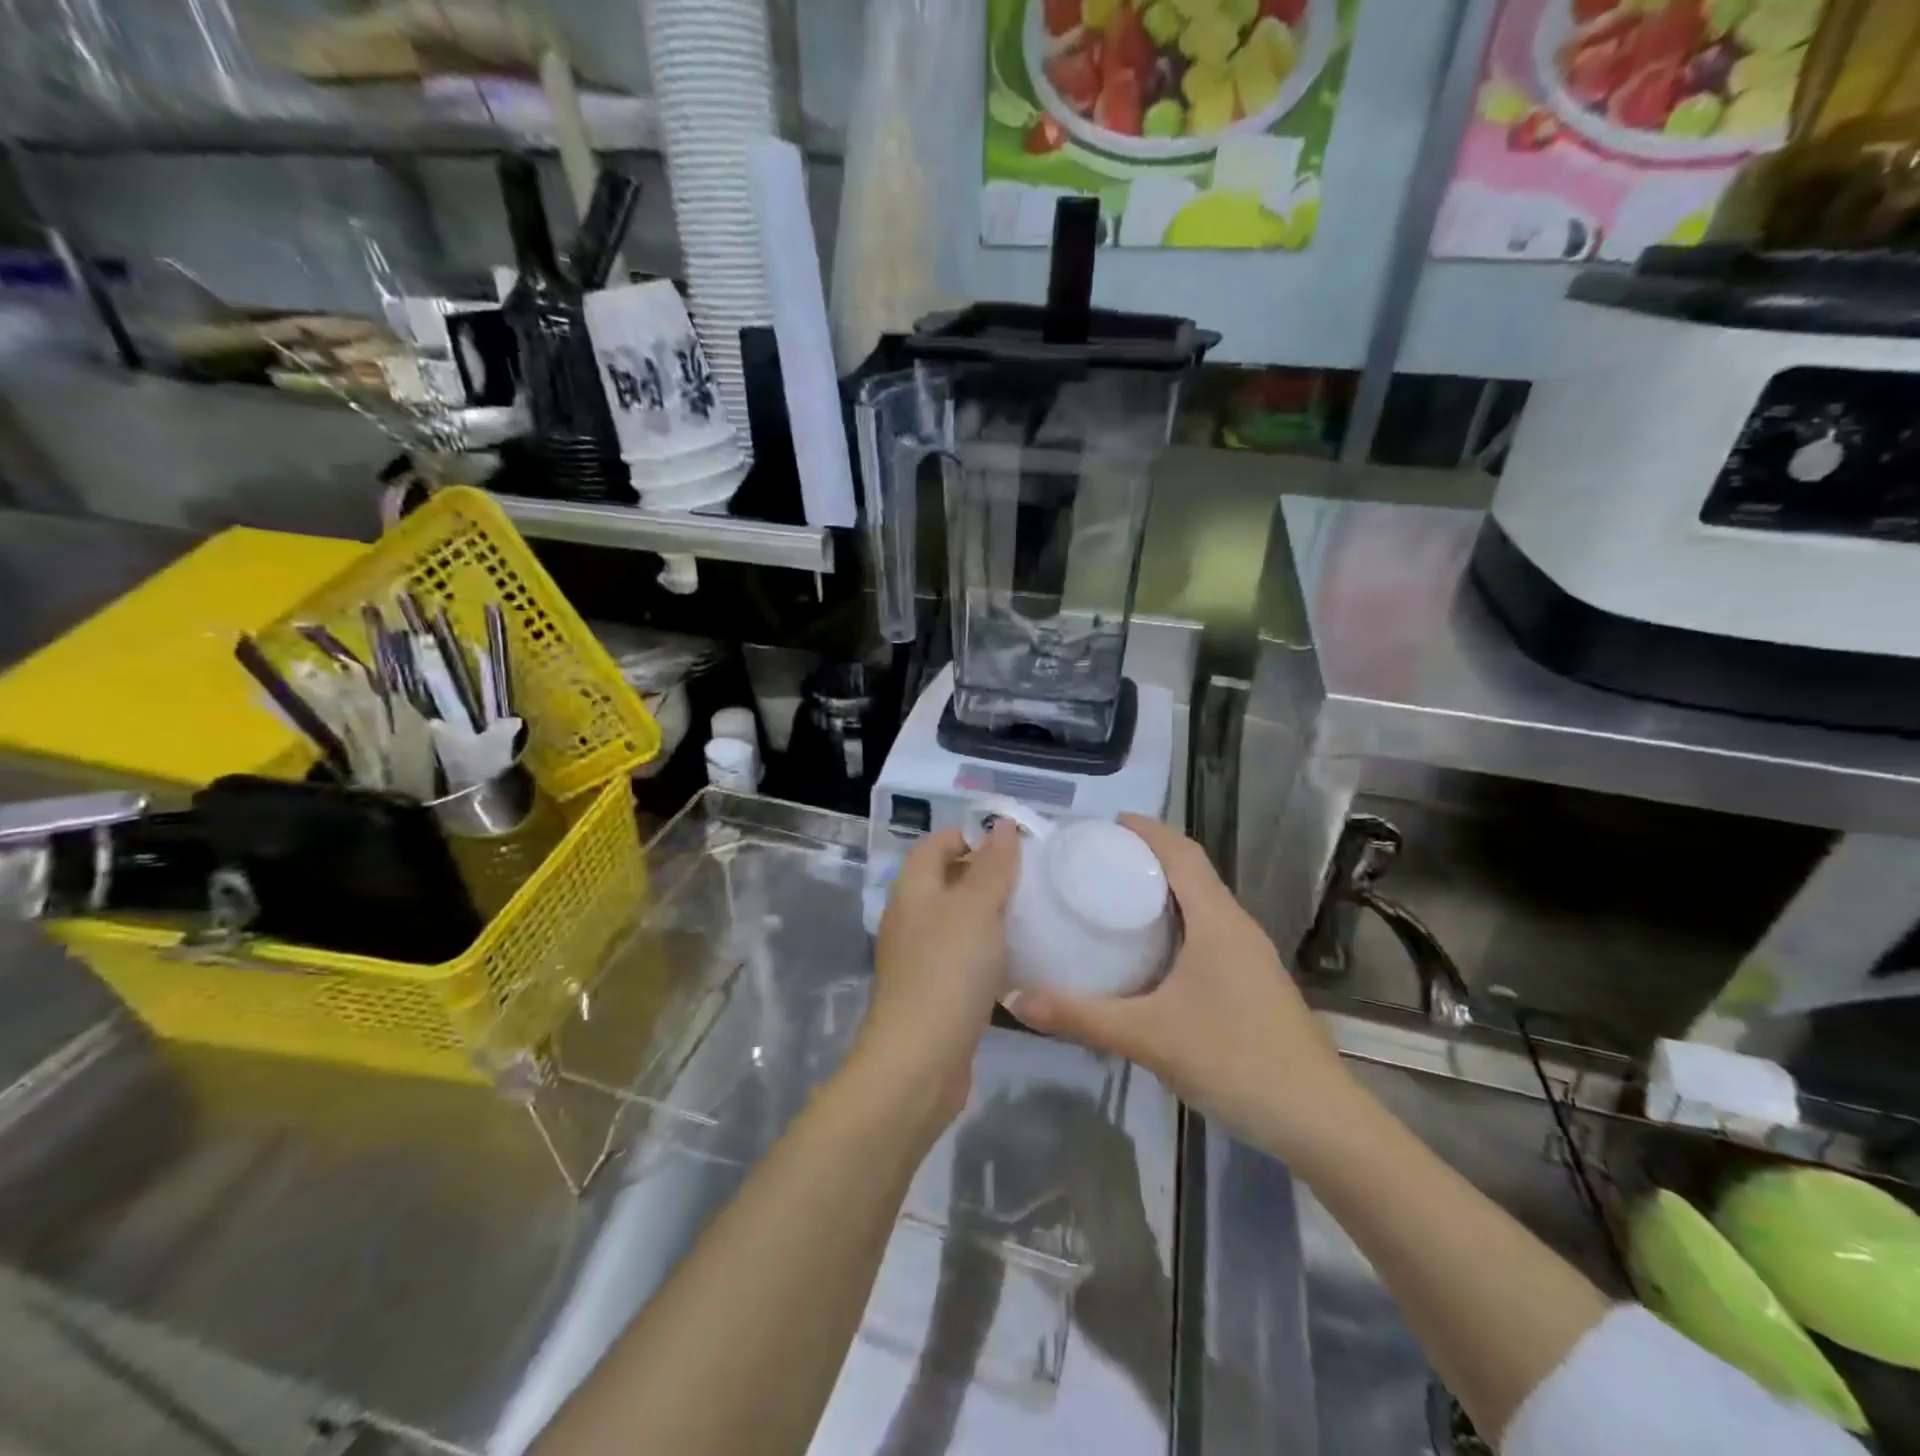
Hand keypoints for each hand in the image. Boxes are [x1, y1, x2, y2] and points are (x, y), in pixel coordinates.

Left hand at [853, 822, 1021, 1126]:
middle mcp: (911, 916)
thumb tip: (1002, 826)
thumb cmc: (949, 970)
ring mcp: (919, 955)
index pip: (938, 842)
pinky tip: (1015, 959)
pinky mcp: (933, 989)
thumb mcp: (976, 908)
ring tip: (1032, 914)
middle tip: (1032, 879)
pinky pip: (962, 955)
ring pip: (957, 919)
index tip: (1017, 846)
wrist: (920, 1060)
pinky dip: (986, 949)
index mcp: (913, 887)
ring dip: (989, 914)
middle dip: (987, 874)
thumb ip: (992, 865)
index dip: (973, 835)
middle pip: (948, 879)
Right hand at [1005, 814, 1354, 1159]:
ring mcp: (1251, 956)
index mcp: (1217, 921)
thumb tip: (1015, 999)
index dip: (1147, 830)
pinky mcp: (1254, 982)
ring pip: (1203, 904)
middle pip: (1192, 872)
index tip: (1105, 825)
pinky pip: (1209, 932)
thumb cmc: (1236, 1061)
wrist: (1320, 1121)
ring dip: (1164, 891)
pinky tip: (1150, 954)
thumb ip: (1081, 1017)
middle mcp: (1237, 927)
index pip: (1182, 853)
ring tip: (1114, 899)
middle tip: (1096, 862)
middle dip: (1148, 857)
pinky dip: (1177, 923)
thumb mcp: (1149, 1037)